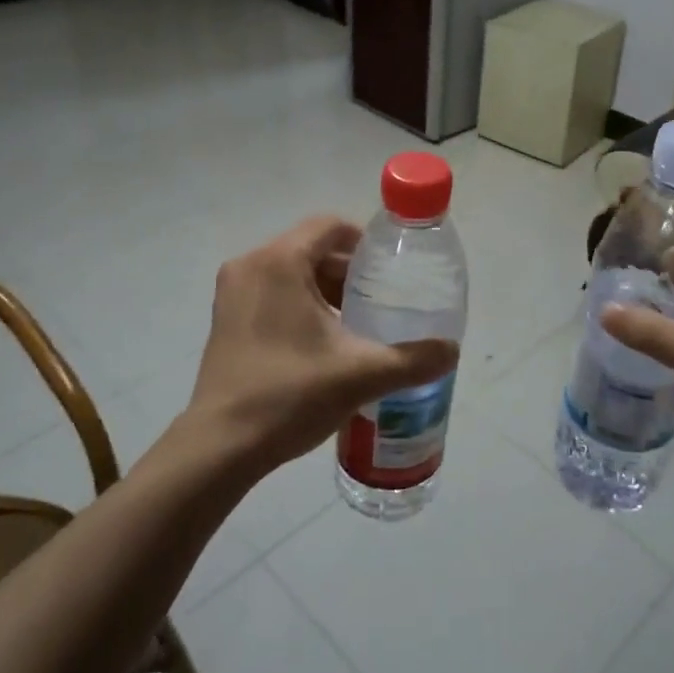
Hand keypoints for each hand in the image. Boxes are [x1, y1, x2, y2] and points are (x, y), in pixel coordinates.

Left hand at [187, 215, 459, 470]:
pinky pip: (270, 292)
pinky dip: (298, 304)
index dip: (364, 242)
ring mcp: (232, 292)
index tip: (389, 270)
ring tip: (355, 324)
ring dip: (323, 290)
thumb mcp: (361, 375)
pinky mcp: (224, 319)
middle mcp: (250, 265)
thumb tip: (452, 351)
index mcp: (279, 262)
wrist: (221, 446)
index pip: (329, 227)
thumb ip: (412, 359)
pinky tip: (321, 343)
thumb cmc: (290, 395)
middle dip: (346, 272)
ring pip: (289, 272)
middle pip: (310, 249)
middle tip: (378, 302)